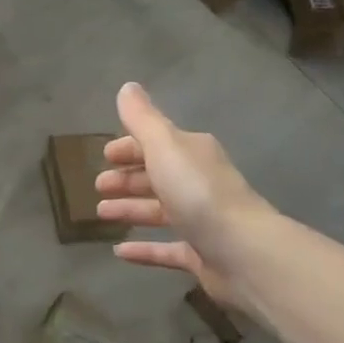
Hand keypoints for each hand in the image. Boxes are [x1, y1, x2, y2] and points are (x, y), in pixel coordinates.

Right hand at [94, 82, 281, 307]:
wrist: (244, 252)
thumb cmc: (198, 192)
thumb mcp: (164, 145)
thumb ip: (142, 118)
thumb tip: (128, 87)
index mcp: (191, 153)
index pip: (156, 143)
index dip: (129, 147)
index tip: (104, 155)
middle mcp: (198, 183)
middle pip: (157, 176)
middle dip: (126, 177)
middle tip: (98, 185)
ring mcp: (201, 221)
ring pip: (159, 211)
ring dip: (130, 209)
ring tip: (101, 213)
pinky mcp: (201, 255)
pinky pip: (166, 248)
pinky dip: (144, 249)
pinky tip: (119, 252)